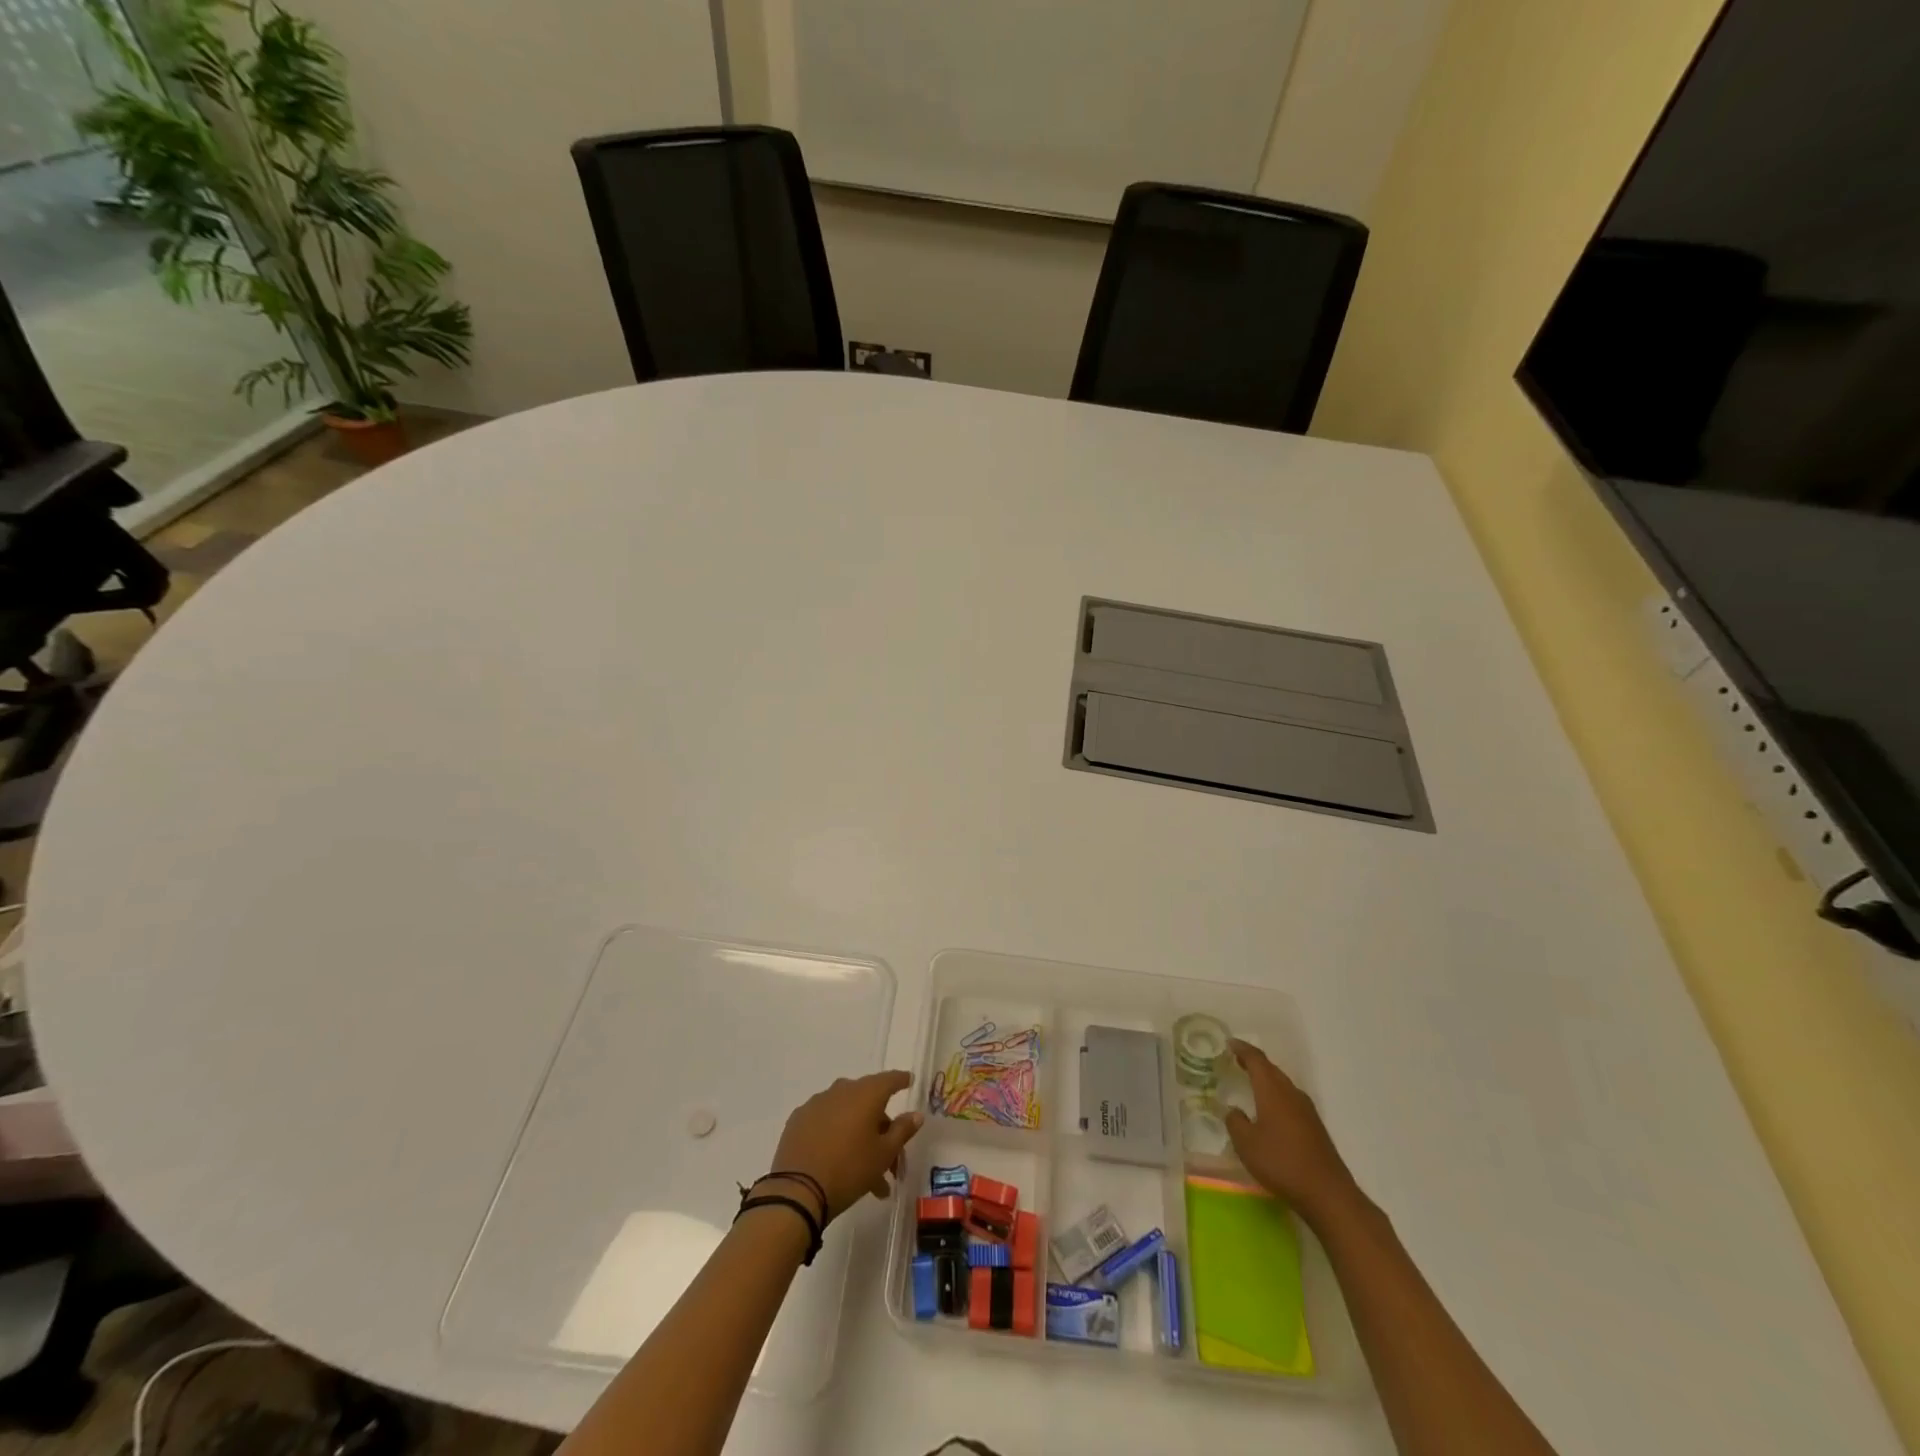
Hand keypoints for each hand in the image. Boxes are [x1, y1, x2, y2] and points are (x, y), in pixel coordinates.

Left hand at [765, 1071, 922, 1222]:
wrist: (797, 1191)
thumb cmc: (849, 1169)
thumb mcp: (883, 1154)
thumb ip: (902, 1130)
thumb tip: (916, 1114)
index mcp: (865, 1094)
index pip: (888, 1080)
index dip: (901, 1080)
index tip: (909, 1080)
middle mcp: (840, 1091)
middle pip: (867, 1101)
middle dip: (881, 1126)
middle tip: (890, 1157)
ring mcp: (816, 1104)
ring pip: (846, 1115)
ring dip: (859, 1136)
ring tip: (868, 1176)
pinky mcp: (798, 1120)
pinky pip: (825, 1122)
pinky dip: (836, 1135)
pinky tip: (839, 1160)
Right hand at [1223, 1039, 1359, 1224]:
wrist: (1328, 1193)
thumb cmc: (1281, 1162)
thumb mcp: (1246, 1144)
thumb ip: (1235, 1122)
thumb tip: (1234, 1111)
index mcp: (1273, 1091)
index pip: (1256, 1060)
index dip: (1242, 1049)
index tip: (1229, 1043)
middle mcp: (1291, 1094)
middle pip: (1272, 1069)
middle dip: (1254, 1062)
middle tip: (1236, 1060)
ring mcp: (1307, 1111)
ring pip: (1283, 1085)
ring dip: (1267, 1079)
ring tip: (1251, 1083)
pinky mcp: (1315, 1127)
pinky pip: (1291, 1100)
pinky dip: (1277, 1096)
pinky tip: (1271, 1111)